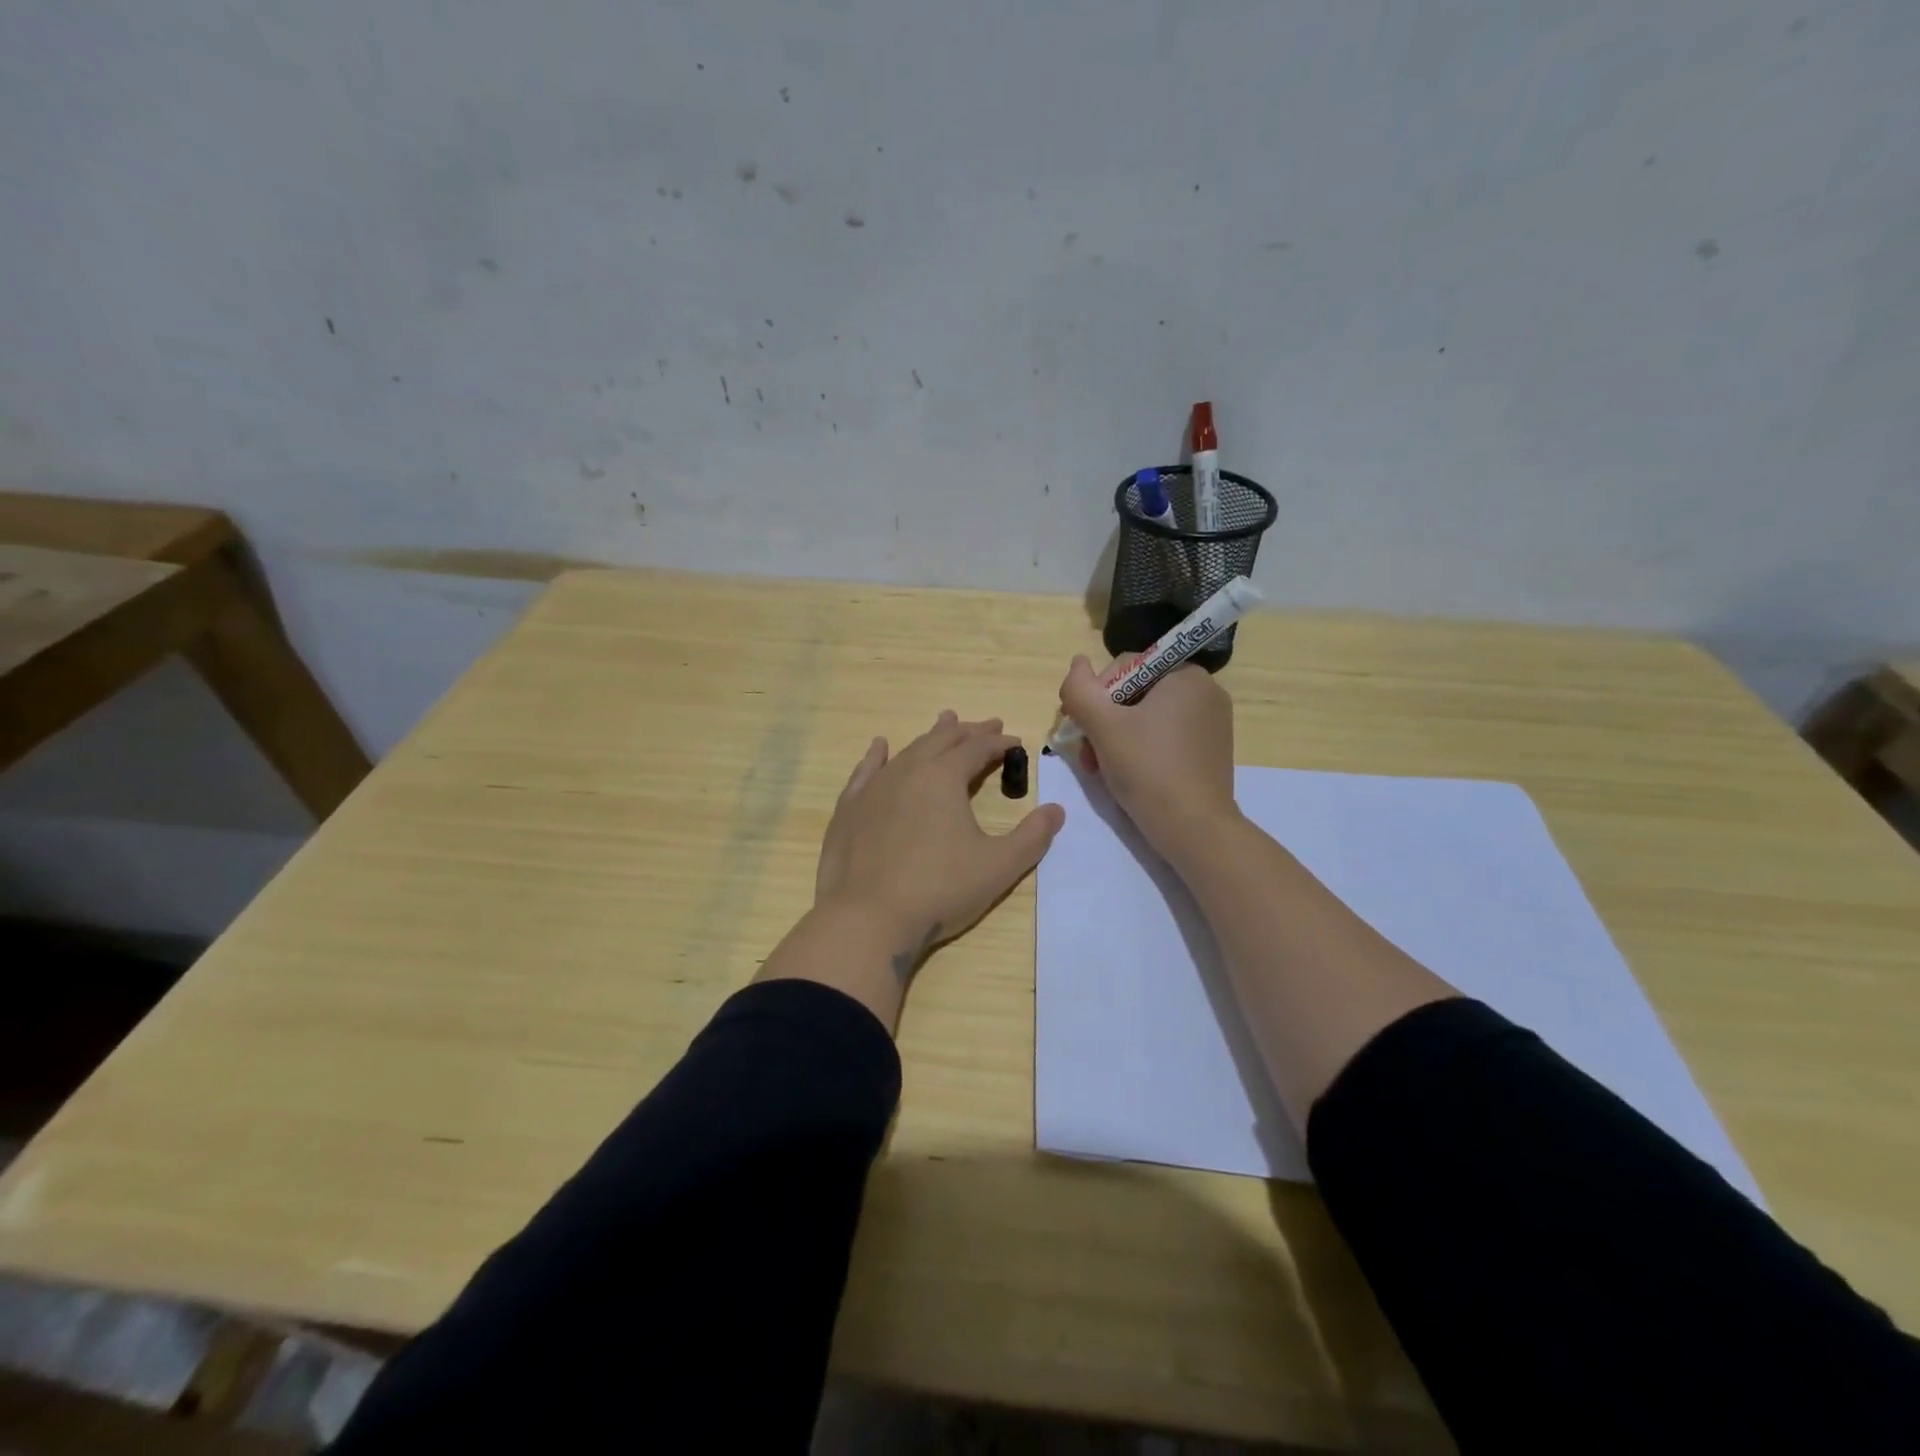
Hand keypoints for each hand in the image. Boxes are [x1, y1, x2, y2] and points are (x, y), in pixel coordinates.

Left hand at [815, 711, 1064, 972]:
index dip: (1000, 743)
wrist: (868, 918)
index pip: (977, 748)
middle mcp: (908, 770)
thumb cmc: (940, 889)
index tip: (1016, 741)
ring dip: (931, 736)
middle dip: (969, 731)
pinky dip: (877, 755)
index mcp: (944, 777)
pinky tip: (880, 746)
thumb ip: (1032, 837)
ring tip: (945, 722)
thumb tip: (1057, 810)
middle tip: (989, 725)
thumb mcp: (998, 866)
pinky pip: (866, 771)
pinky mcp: (849, 809)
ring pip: (907, 750)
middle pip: (943, 740)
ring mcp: (874, 788)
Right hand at [1058, 655, 1238, 856]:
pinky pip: (1166, 737)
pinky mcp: (1210, 751)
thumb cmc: (1147, 769)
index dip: (1095, 696)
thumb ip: (1080, 689)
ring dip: (1116, 738)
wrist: (1193, 829)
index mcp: (1185, 675)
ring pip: (1147, 718)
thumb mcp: (1102, 725)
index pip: (1125, 667)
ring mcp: (1212, 723)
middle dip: (1104, 721)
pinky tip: (1127, 775)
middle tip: (1088, 755)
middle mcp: (1205, 691)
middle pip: (1135, 693)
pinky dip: (1141, 750)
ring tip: (1100, 769)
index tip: (1082, 729)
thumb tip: (1077, 662)